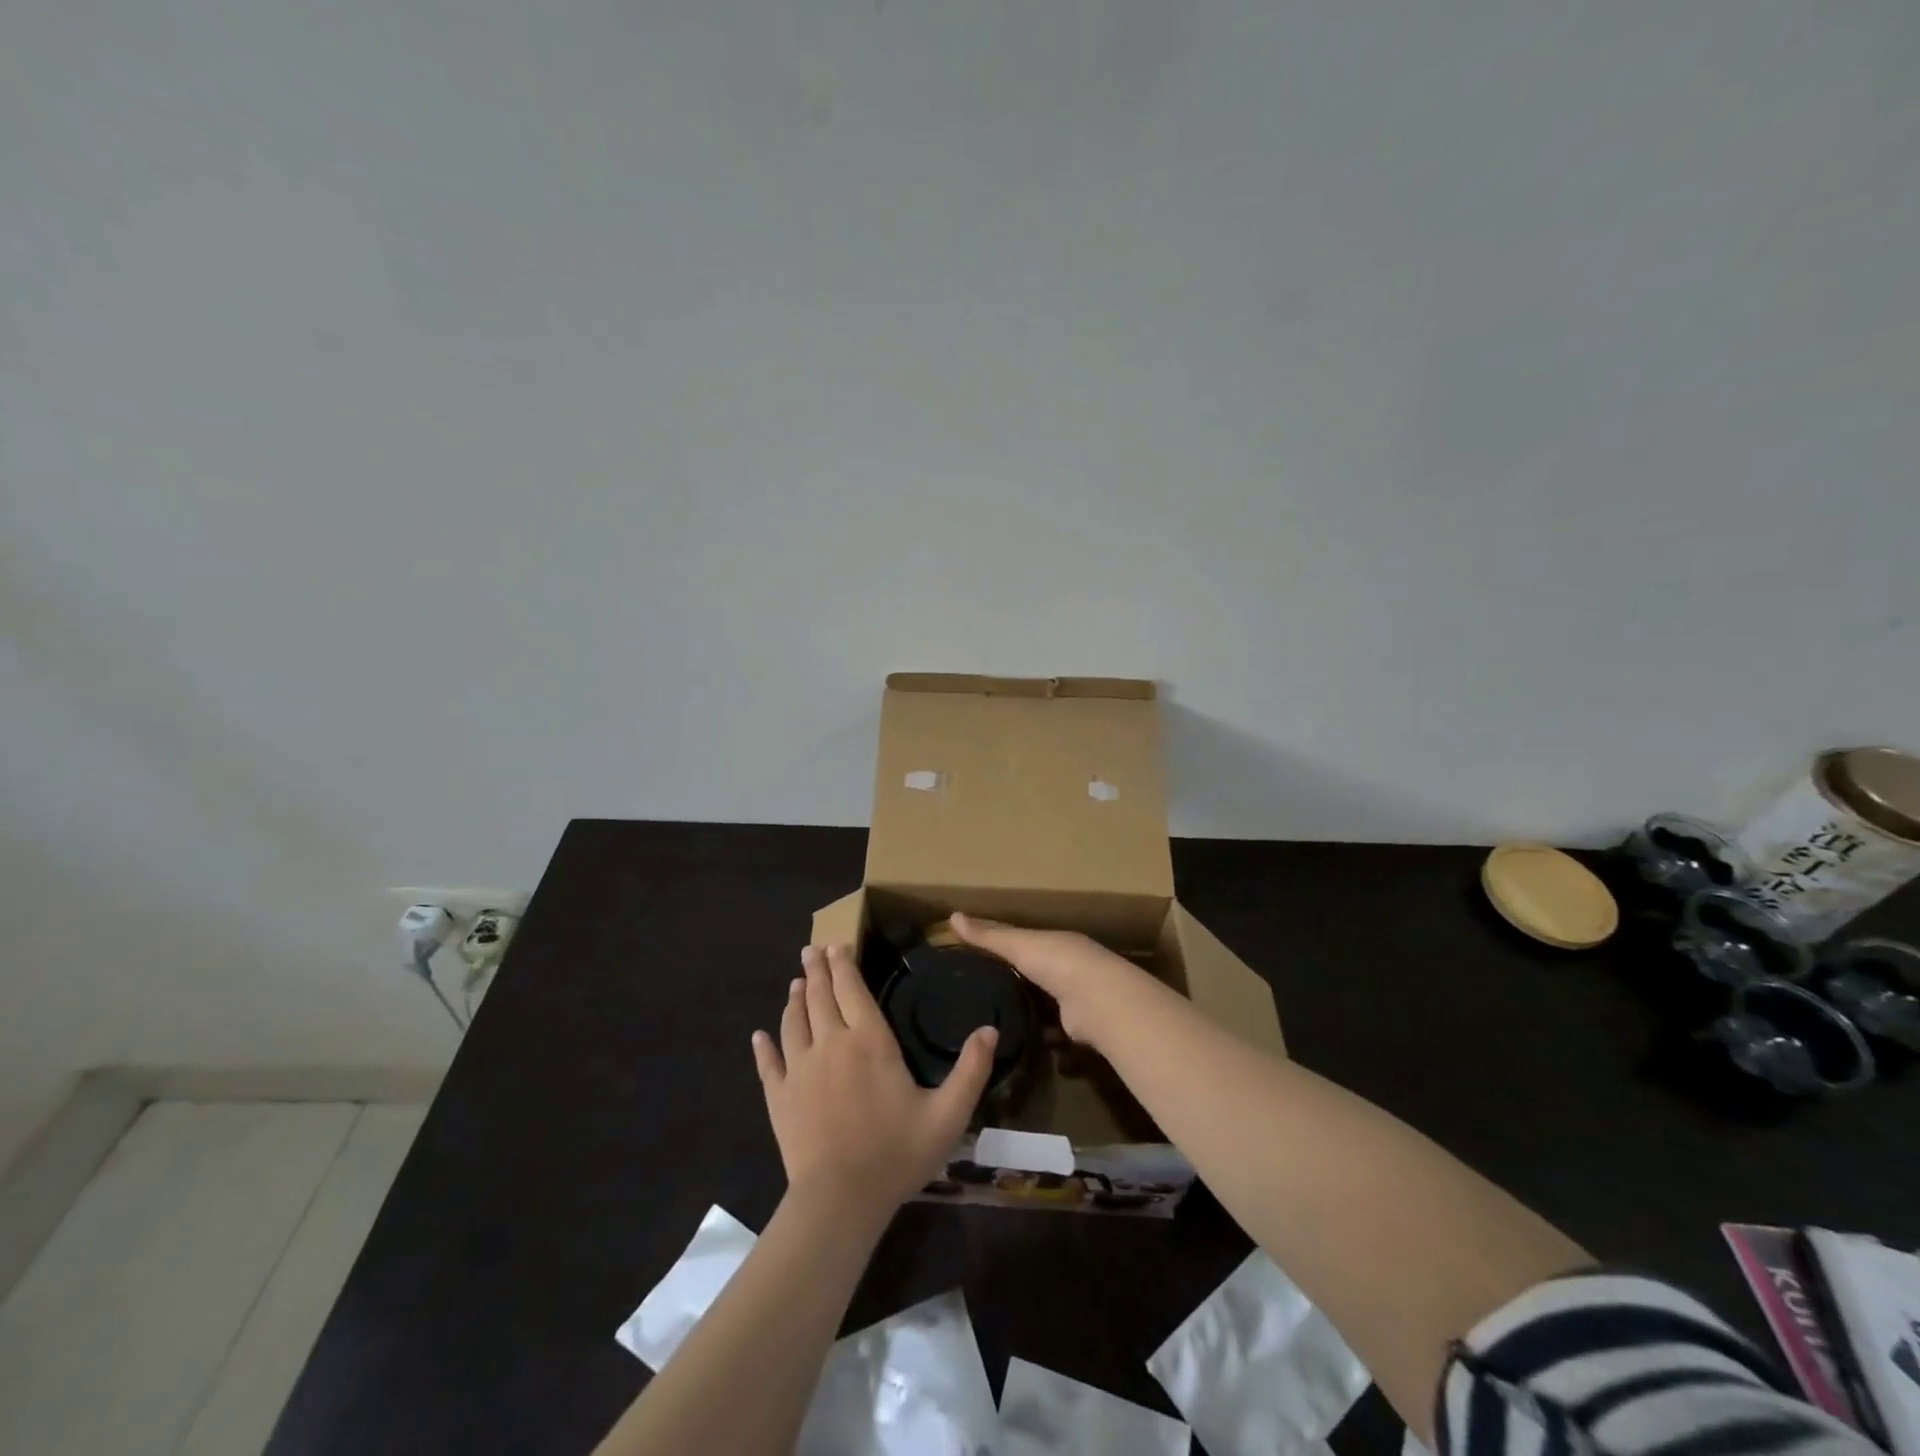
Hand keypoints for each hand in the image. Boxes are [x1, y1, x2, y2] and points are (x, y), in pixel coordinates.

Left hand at [752, 945, 997, 1217]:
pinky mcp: (779, 1097)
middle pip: (820, 997)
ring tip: (796, 983)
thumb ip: (972, 1070)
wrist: (840, 1199)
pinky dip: (763, 1047)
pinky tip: (759, 1036)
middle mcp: (830, 1044)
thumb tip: (990, 1029)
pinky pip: (768, 1064)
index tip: (836, 945)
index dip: (844, 965)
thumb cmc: (897, 1153)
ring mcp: (800, 1069)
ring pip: (793, 1022)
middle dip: (817, 970)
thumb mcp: (948, 1114)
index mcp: (869, 1041)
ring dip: (795, 999)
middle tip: (811, 950)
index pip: (852, 989)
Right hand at [949, 913, 1145, 1045]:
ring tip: (988, 1019)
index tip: (972, 955)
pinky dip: (1035, 1035)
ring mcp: (1073, 998)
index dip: (1000, 945)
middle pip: (1033, 972)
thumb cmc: (1057, 962)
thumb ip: (988, 935)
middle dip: (1012, 980)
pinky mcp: (1074, 1027)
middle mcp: (1067, 967)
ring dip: (1024, 1009)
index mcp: (1055, 942)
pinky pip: (1049, 1030)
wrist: (1098, 1001)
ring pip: (1042, 1002)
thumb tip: (952, 916)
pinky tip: (1011, 1041)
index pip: (1023, 941)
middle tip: (974, 992)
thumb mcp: (1018, 944)